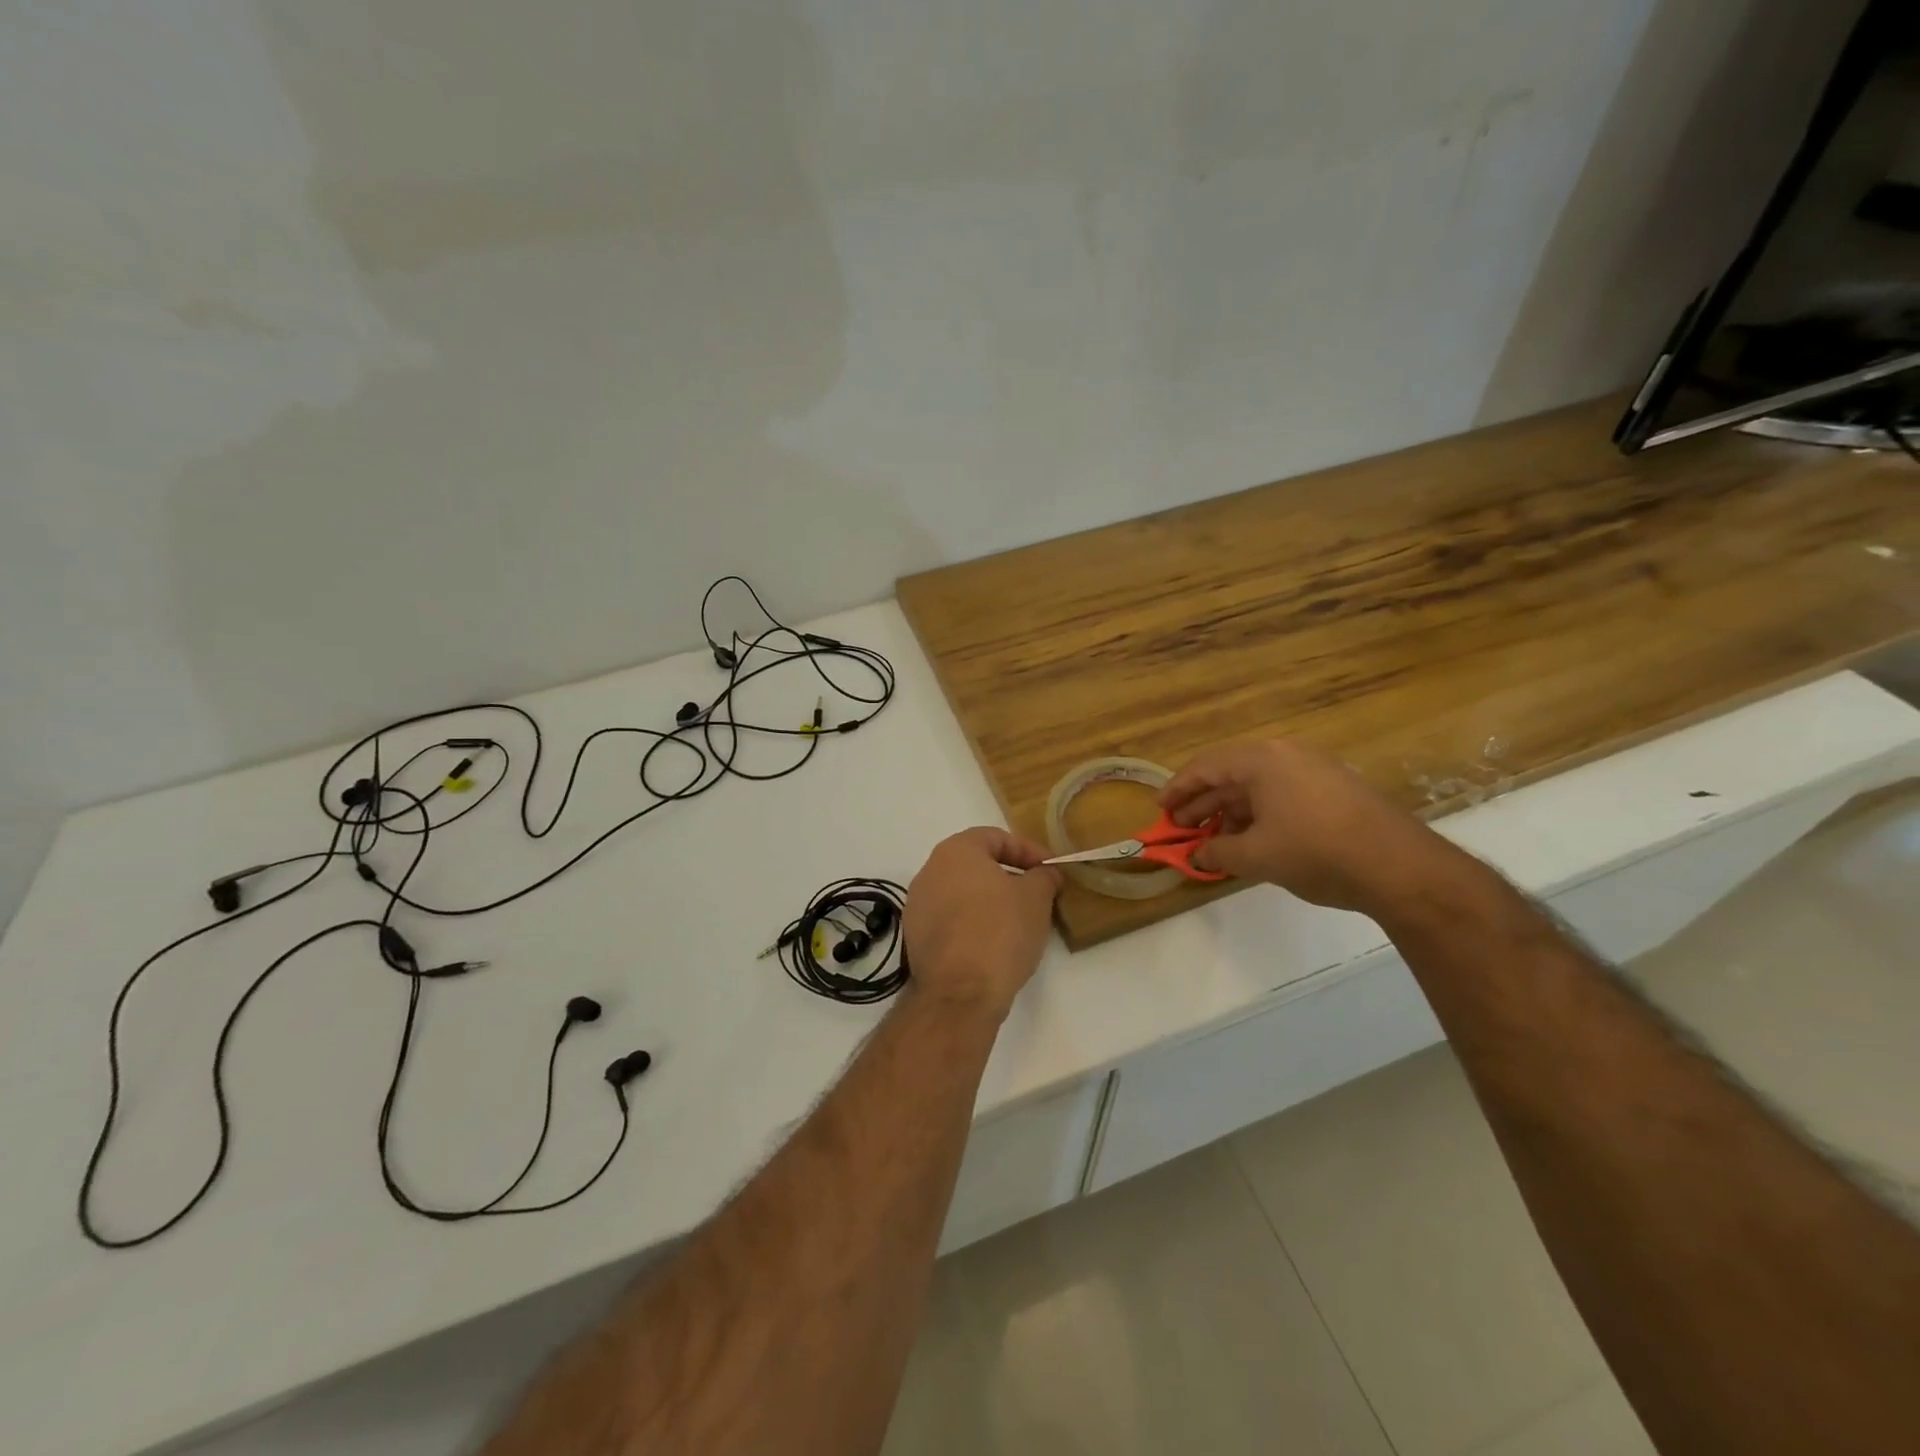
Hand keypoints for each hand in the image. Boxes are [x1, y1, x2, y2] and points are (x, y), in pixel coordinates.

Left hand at [905, 828, 1061, 1018]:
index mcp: (955, 851)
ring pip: (962, 893)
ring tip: (1018, 921)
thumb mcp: (1036, 898)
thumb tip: (1045, 873)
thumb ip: (1043, 877)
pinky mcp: (915, 937)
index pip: (995, 837)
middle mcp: (929, 871)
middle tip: (1036, 894)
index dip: (1028, 851)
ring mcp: (917, 905)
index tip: (1049, 870)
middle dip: (1008, 876)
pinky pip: (950, 919)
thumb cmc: (1000, 931)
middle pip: (976, 864)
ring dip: (990, 901)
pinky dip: (972, 923)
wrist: (960, 992)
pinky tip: (993, 944)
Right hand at [1160, 740, 1451, 915]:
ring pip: (1257, 785)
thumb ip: (1217, 853)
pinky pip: (1281, 793)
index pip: (1205, 766)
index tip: (1160, 810)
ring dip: (1229, 810)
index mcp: (1262, 761)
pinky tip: (1251, 839)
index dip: (1177, 789)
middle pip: (1230, 773)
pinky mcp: (1334, 788)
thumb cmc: (1316, 853)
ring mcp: (1314, 769)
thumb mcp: (1256, 857)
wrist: (1400, 867)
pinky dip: (1258, 813)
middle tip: (1181, 828)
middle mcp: (1286, 755)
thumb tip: (1196, 857)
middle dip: (1202, 802)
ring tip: (1213, 839)